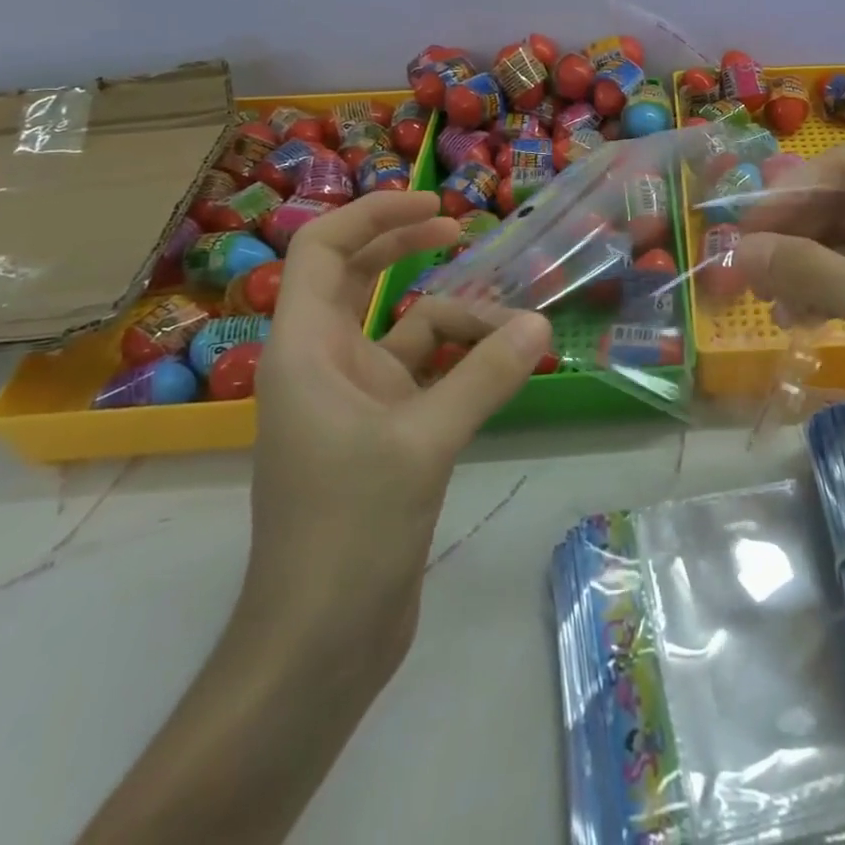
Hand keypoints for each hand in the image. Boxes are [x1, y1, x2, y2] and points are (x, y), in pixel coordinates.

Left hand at [245, 190, 552, 687]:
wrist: (320, 641)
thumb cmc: (349, 529)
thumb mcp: (424, 440)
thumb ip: (485, 375)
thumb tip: (539, 322)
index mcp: (305, 350)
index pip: (321, 251)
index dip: (372, 215)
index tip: (432, 204)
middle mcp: (323, 363)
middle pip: (357, 277)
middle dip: (408, 246)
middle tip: (464, 230)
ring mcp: (353, 399)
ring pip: (404, 329)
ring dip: (454, 318)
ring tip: (513, 324)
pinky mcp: (383, 431)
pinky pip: (426, 373)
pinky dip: (462, 361)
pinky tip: (505, 363)